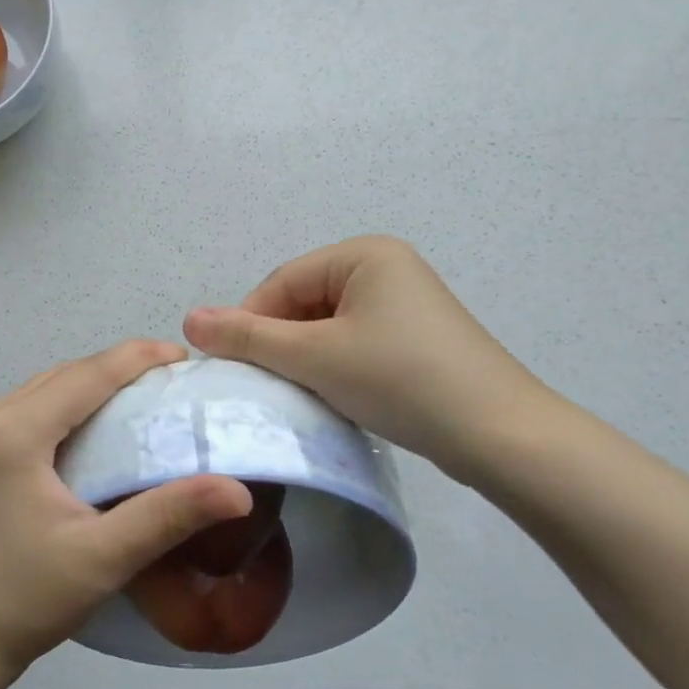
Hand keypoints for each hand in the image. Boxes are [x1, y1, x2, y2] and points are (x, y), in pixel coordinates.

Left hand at [0, 340, 253, 688]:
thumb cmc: (22, 598)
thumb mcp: (103, 558)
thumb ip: (169, 516)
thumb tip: (238, 490)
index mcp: (17, 428)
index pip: (91, 372)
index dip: (142, 358)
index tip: (188, 359)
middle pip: (71, 372)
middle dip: (124, 368)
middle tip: (176, 385)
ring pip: (53, 386)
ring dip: (98, 384)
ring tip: (147, 400)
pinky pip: (37, 406)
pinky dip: (75, 404)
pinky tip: (102, 428)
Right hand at [183, 236, 552, 481]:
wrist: (500, 435)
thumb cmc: (400, 379)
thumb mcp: (316, 357)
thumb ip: (250, 337)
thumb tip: (188, 319)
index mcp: (364, 253)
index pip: (282, 281)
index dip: (250, 322)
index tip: (233, 367)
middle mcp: (386, 267)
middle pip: (305, 301)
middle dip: (281, 342)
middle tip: (266, 387)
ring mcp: (405, 303)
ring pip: (328, 326)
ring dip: (306, 358)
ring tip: (302, 395)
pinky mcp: (416, 337)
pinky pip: (356, 342)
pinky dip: (336, 367)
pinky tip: (336, 396)